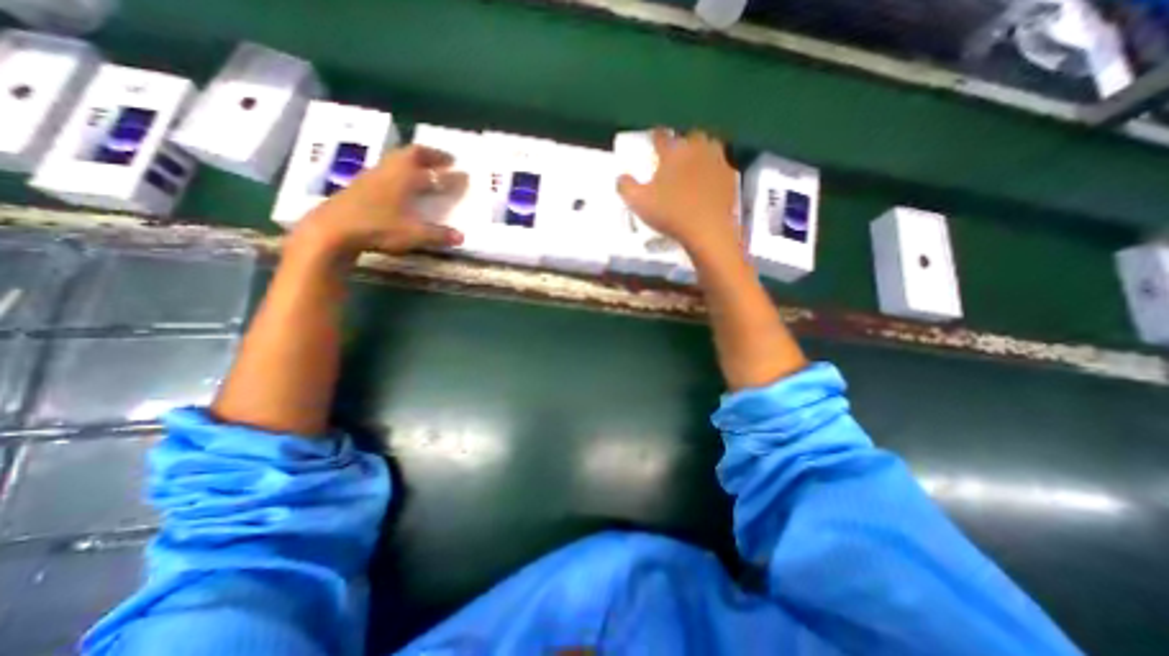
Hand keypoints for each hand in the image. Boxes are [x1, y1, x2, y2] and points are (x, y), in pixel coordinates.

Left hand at [291, 143, 468, 261]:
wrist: (332, 230)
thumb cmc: (377, 227)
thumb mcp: (413, 234)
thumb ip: (438, 235)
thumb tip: (461, 237)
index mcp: (403, 178)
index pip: (430, 168)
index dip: (447, 169)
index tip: (461, 170)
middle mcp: (388, 171)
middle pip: (410, 154)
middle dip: (430, 155)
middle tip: (445, 160)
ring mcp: (371, 177)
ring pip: (395, 160)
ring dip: (413, 161)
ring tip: (425, 169)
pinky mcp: (360, 186)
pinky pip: (386, 170)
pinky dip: (399, 171)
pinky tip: (401, 184)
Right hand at [621, 128, 738, 257]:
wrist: (708, 230)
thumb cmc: (671, 213)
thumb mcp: (639, 203)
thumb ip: (626, 187)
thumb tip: (621, 177)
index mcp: (673, 152)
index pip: (661, 136)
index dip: (655, 138)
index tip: (652, 142)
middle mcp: (696, 149)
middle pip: (690, 137)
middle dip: (682, 143)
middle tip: (675, 157)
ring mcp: (717, 161)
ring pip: (709, 147)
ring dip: (701, 152)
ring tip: (694, 165)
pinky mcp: (730, 176)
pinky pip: (721, 166)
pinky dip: (713, 170)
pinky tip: (708, 182)